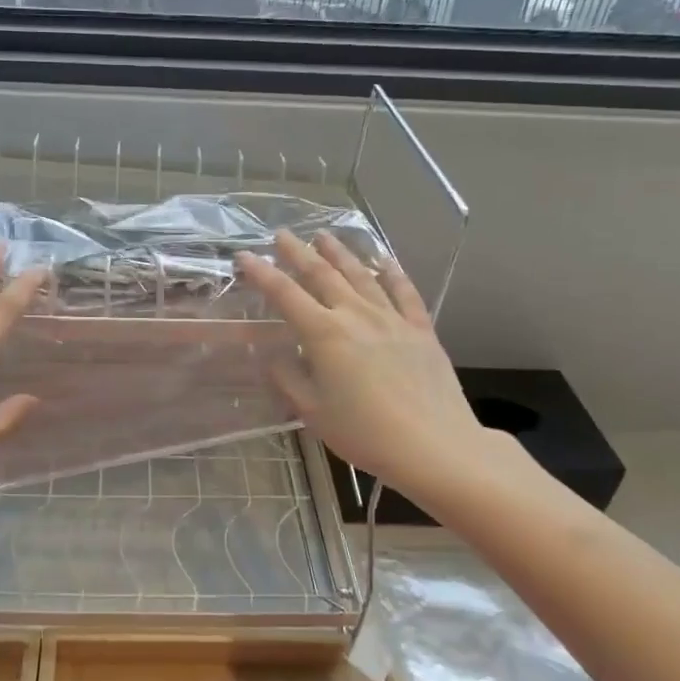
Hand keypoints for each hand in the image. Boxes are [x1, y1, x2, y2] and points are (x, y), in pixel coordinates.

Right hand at [238, 230, 507, 504]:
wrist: (434, 446)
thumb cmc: (365, 433)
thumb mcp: (313, 412)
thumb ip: (289, 380)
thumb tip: (275, 358)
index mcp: (324, 334)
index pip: (285, 294)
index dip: (262, 273)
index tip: (245, 256)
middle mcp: (356, 315)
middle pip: (322, 274)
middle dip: (298, 252)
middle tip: (282, 234)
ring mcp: (392, 319)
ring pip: (361, 275)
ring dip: (340, 253)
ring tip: (324, 235)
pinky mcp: (421, 330)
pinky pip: (404, 292)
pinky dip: (393, 272)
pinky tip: (385, 260)